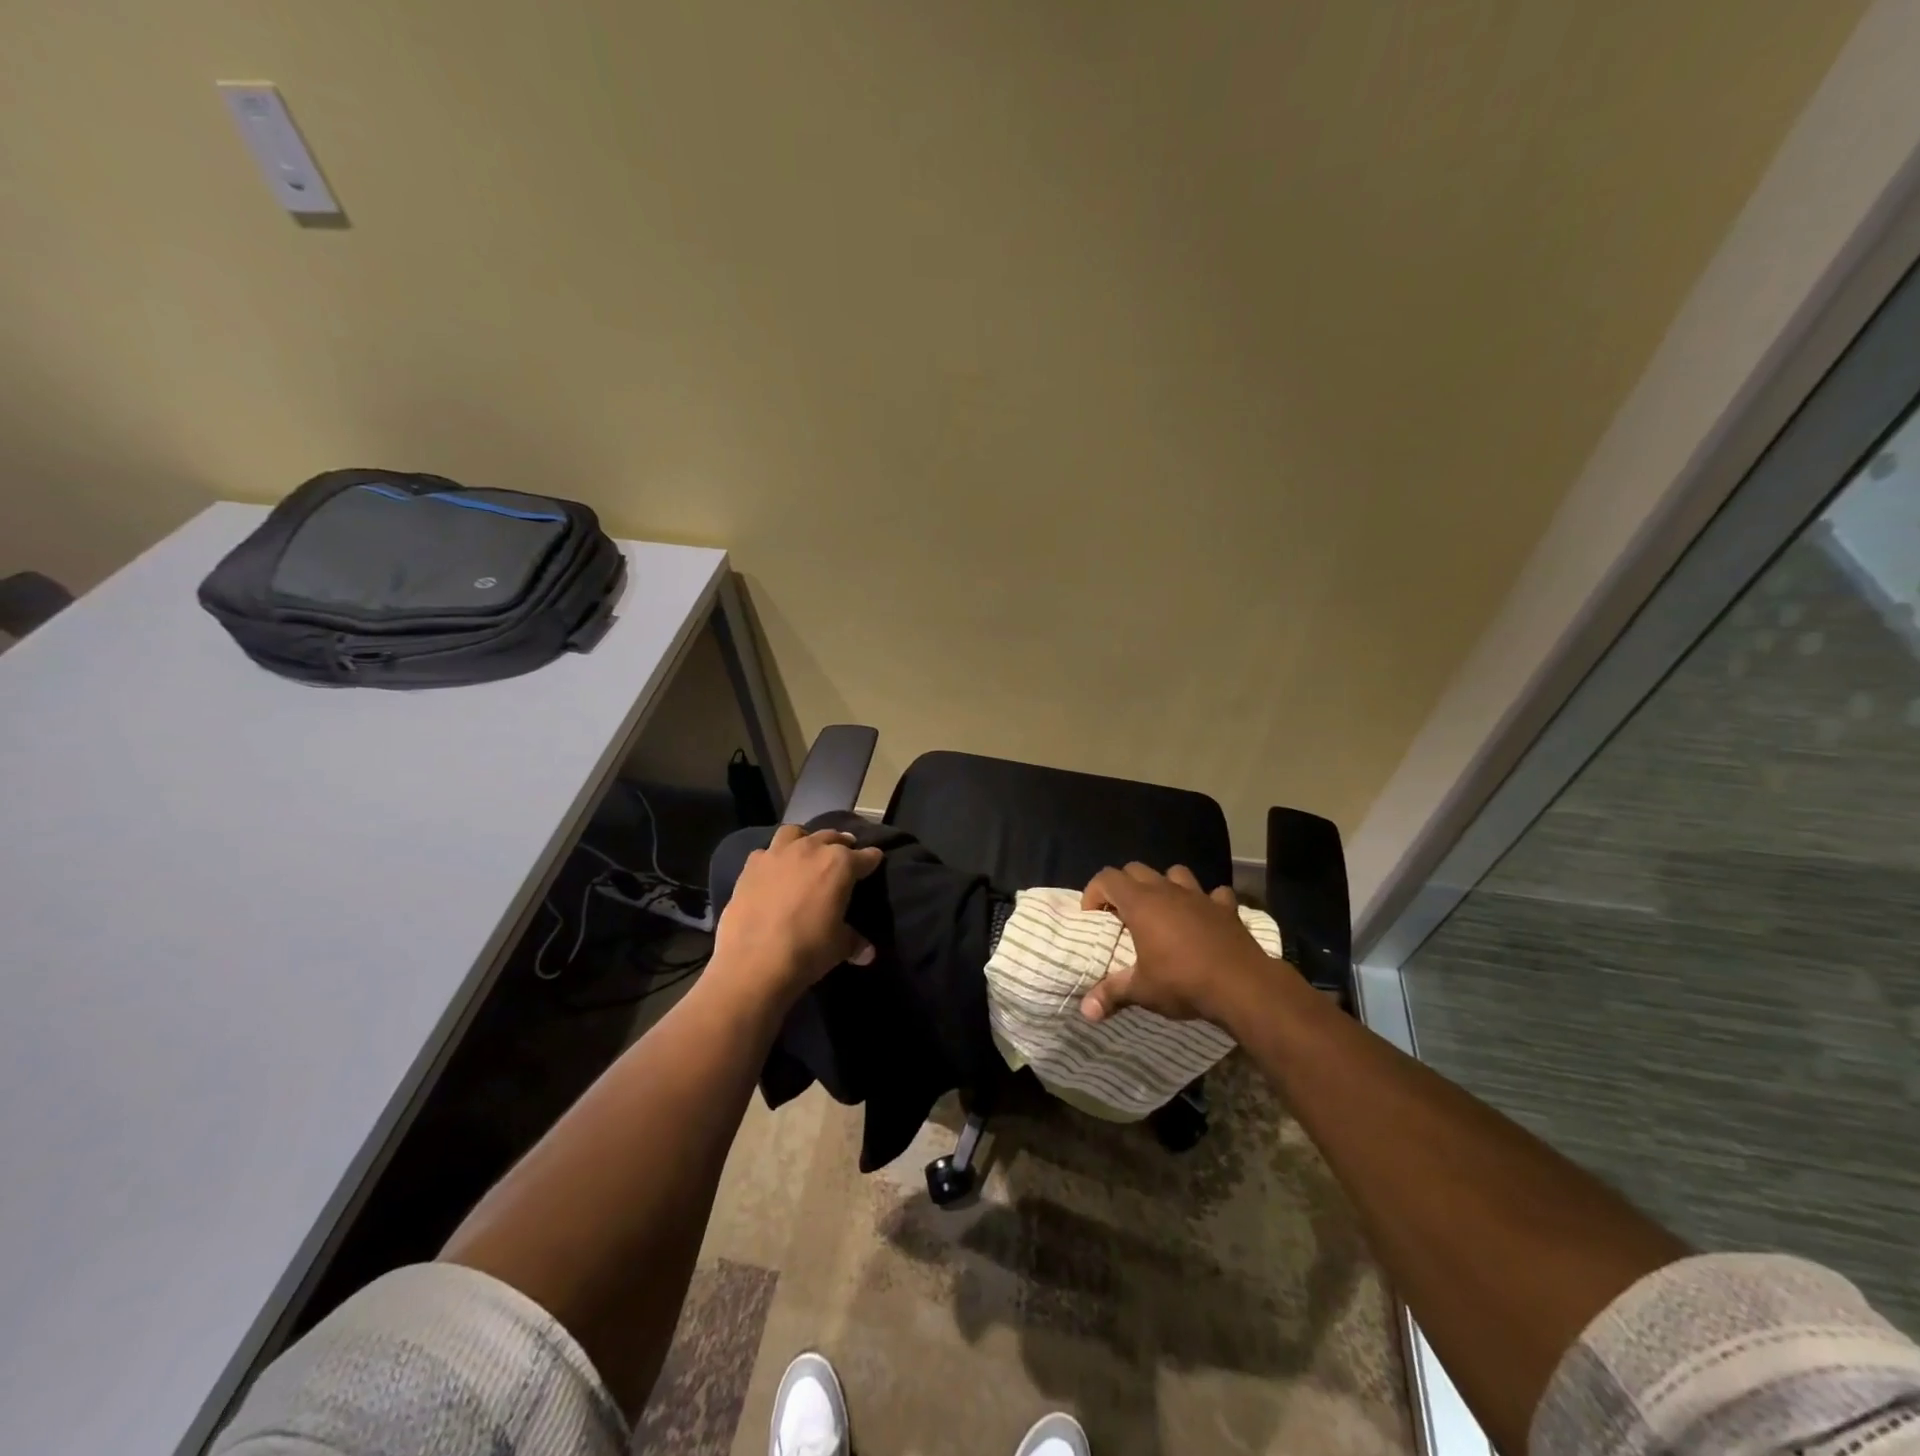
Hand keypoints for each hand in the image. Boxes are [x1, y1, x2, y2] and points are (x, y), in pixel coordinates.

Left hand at [712, 825, 883, 996]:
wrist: (754, 962)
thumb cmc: (808, 950)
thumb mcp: (839, 947)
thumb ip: (854, 942)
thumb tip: (868, 953)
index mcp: (840, 864)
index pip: (866, 856)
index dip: (872, 860)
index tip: (875, 862)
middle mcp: (811, 849)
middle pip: (832, 837)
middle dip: (841, 845)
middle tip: (843, 856)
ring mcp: (777, 854)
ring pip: (795, 833)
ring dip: (804, 840)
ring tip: (806, 853)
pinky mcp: (751, 866)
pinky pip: (766, 852)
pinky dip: (773, 859)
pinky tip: (773, 872)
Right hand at [1078, 863, 1288, 1027]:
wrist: (1242, 986)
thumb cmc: (1183, 982)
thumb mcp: (1142, 990)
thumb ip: (1111, 994)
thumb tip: (1086, 1011)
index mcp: (1140, 903)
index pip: (1107, 878)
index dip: (1094, 892)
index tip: (1093, 917)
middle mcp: (1167, 890)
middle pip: (1136, 869)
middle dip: (1124, 887)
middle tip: (1122, 915)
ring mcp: (1199, 896)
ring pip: (1175, 873)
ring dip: (1164, 886)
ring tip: (1162, 910)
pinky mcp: (1226, 908)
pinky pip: (1213, 894)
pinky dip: (1206, 902)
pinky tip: (1204, 918)